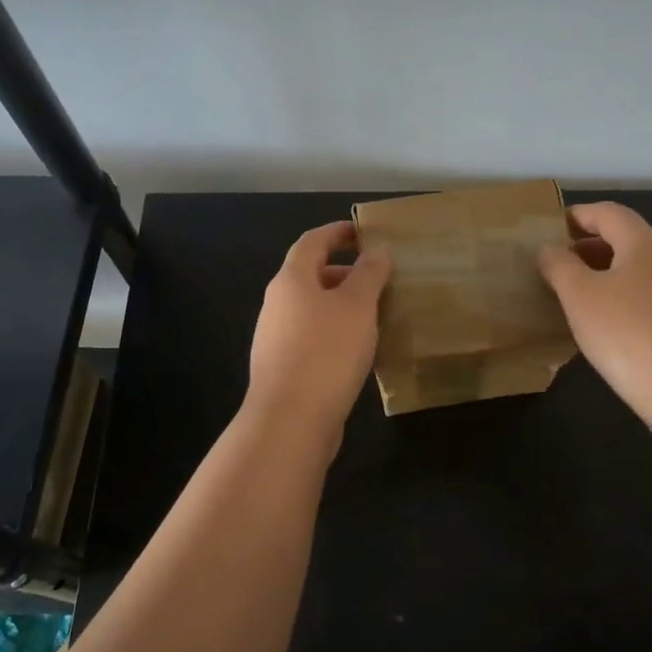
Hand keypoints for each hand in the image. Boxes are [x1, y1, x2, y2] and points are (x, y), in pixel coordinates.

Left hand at [246, 220, 392, 438]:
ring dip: (340, 304)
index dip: (337, 232)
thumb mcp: (357, 306)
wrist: (290, 420)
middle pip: (309, 275)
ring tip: (373, 313)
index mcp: (291, 280)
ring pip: (311, 308)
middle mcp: (277, 304)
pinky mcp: (282, 367)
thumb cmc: (326, 352)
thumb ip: (369, 274)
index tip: (362, 232)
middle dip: (343, 271)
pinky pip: (311, 336)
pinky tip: (357, 349)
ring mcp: (275, 337)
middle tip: (376, 277)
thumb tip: (377, 250)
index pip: (312, 242)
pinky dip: (334, 331)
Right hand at [537, 202, 651, 419]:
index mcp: (644, 243)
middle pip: (625, 238)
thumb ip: (559, 265)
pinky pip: (649, 296)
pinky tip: (607, 325)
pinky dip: (623, 297)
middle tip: (558, 263)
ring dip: (606, 273)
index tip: (550, 227)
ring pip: (638, 269)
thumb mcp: (579, 296)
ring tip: (576, 295)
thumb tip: (550, 249)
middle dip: (589, 246)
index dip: (578, 215)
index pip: (608, 213)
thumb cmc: (627, 333)